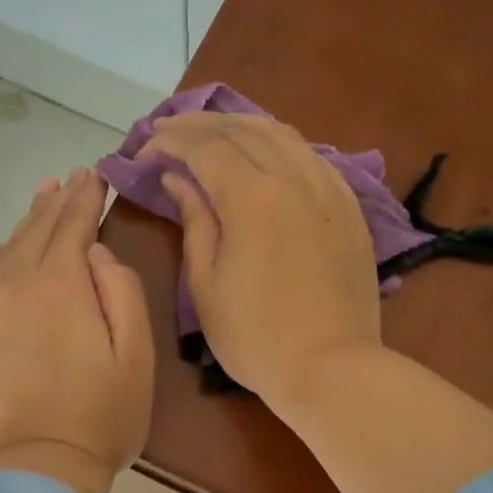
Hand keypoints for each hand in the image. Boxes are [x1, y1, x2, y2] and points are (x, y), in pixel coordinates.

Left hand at [0, 169, 153, 492]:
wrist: (39, 467)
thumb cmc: (102, 414)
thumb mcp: (136, 352)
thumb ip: (121, 290)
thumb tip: (95, 254)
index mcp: (61, 283)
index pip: (74, 225)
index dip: (87, 198)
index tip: (95, 175)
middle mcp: (15, 283)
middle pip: (37, 230)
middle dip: (57, 202)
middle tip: (70, 179)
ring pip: (5, 250)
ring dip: (26, 223)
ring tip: (41, 200)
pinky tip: (1, 251)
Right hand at [139, 113, 378, 409]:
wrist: (331, 367)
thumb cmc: (254, 337)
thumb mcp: (206, 284)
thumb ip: (194, 221)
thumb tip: (178, 179)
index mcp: (252, 198)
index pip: (204, 147)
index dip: (169, 141)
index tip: (143, 150)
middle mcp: (293, 177)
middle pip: (241, 130)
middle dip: (198, 125)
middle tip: (167, 133)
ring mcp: (329, 188)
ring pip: (281, 134)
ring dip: (239, 126)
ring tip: (211, 134)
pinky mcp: (350, 206)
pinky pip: (311, 155)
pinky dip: (278, 144)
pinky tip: (264, 154)